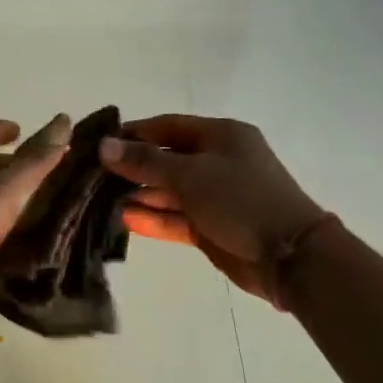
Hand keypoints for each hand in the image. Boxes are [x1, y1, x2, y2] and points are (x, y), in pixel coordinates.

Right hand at [99, 115, 323, 304]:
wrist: (288, 255)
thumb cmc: (240, 200)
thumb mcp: (190, 174)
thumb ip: (146, 161)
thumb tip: (105, 145)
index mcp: (221, 136)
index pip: (169, 126)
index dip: (135, 133)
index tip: (100, 144)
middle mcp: (218, 161)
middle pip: (167, 159)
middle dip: (132, 168)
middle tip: (94, 177)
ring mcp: (216, 196)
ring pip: (170, 191)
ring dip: (140, 195)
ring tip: (102, 201)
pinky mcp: (212, 226)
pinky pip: (177, 217)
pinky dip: (154, 218)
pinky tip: (125, 219)